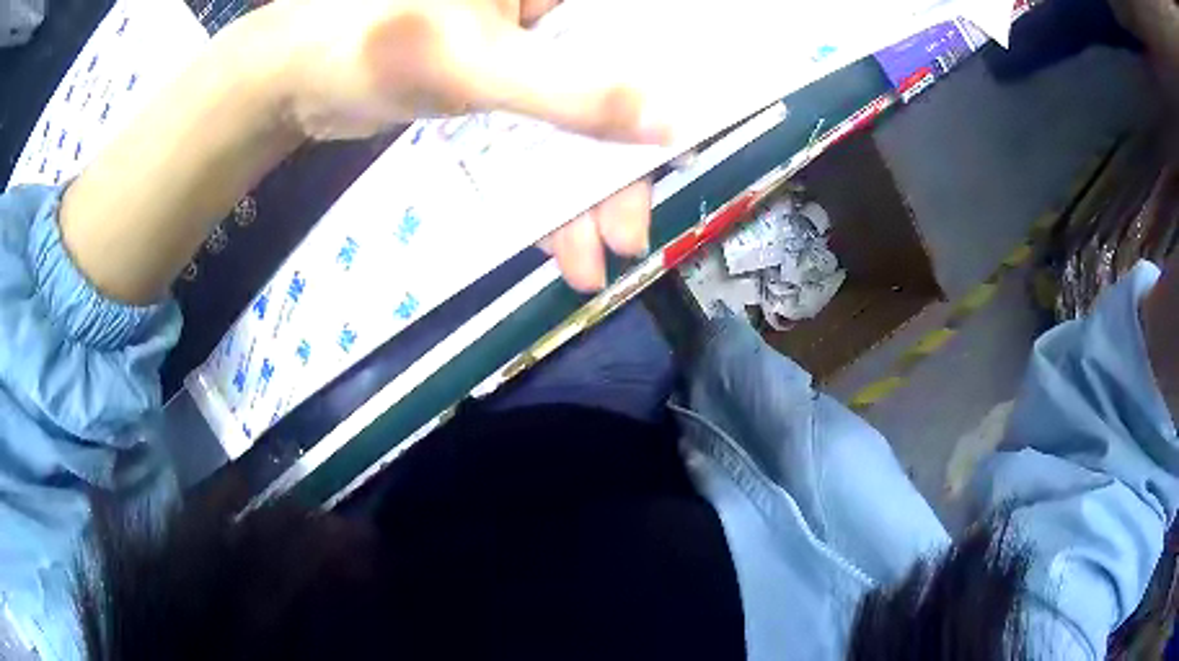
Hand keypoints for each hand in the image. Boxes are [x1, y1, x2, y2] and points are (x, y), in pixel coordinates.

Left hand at [263, 0, 667, 289]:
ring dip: (575, 192)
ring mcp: (516, 49)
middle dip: (611, 168)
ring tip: (588, 261)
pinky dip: (537, 184)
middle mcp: (542, 12)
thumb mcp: (475, 66)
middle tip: (626, 234)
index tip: (676, 154)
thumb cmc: (373, 45)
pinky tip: (551, 235)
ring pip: (570, 119)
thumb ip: (571, 95)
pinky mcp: (489, 83)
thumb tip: (669, 124)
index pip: (633, 36)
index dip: (666, 93)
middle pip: (606, 89)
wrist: (293, 77)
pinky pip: (532, 133)